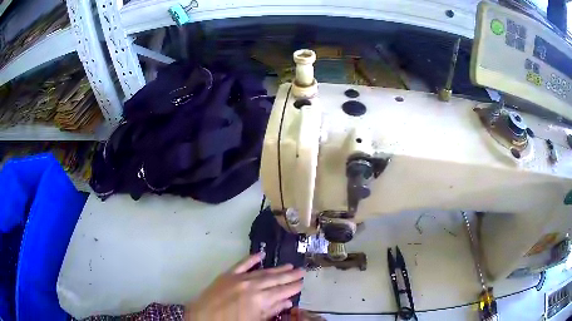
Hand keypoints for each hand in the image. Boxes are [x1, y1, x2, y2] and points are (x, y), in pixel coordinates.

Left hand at [184, 252, 304, 320]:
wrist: (204, 317)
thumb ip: (271, 310)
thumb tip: (287, 302)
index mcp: (259, 300)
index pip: (282, 291)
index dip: (293, 287)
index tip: (302, 283)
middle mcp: (251, 286)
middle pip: (275, 279)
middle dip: (290, 275)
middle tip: (302, 270)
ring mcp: (239, 278)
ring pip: (262, 271)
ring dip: (276, 268)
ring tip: (289, 265)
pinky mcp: (227, 274)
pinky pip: (242, 264)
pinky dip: (251, 258)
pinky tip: (261, 254)